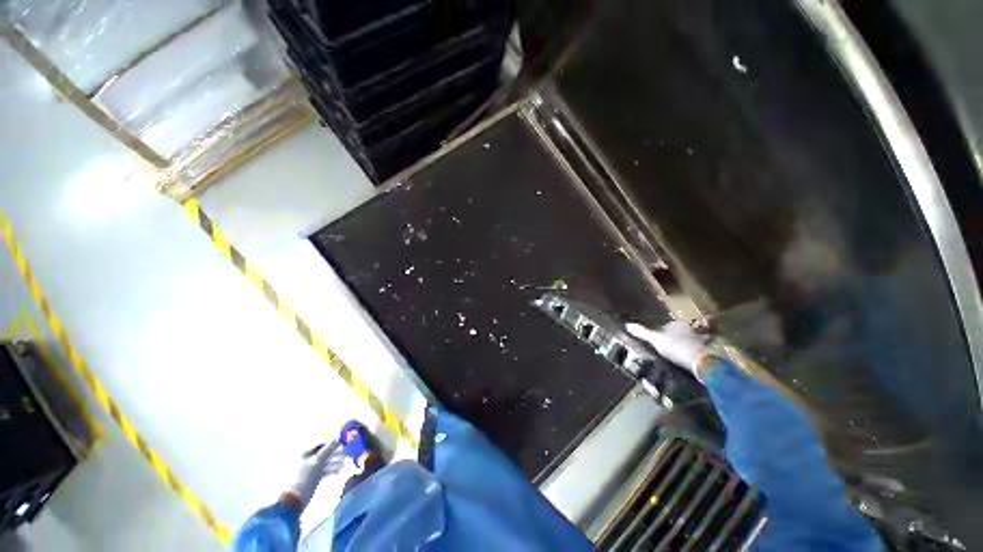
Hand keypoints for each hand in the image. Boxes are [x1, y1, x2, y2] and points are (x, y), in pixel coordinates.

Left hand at [284, 440, 343, 508]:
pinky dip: (332, 469)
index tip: (343, 442)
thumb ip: (327, 449)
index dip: (332, 443)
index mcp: (305, 454)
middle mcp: (307, 460)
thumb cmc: (304, 477)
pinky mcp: (313, 478)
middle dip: (335, 453)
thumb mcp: (317, 461)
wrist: (296, 499)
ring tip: (346, 461)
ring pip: (325, 462)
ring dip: (335, 461)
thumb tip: (337, 438)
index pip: (322, 445)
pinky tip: (339, 470)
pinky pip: (324, 471)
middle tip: (347, 452)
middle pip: (324, 453)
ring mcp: (310, 470)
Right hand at [626, 321, 710, 379]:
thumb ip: (642, 333)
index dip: (658, 332)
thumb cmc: (677, 348)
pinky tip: (682, 362)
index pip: (665, 325)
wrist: (702, 363)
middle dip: (670, 339)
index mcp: (677, 324)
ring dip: (679, 347)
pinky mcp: (704, 352)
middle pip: (675, 333)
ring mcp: (698, 340)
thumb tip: (627, 325)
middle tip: (661, 349)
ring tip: (671, 357)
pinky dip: (687, 355)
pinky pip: (692, 351)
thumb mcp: (655, 340)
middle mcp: (688, 329)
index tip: (653, 341)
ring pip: (684, 342)